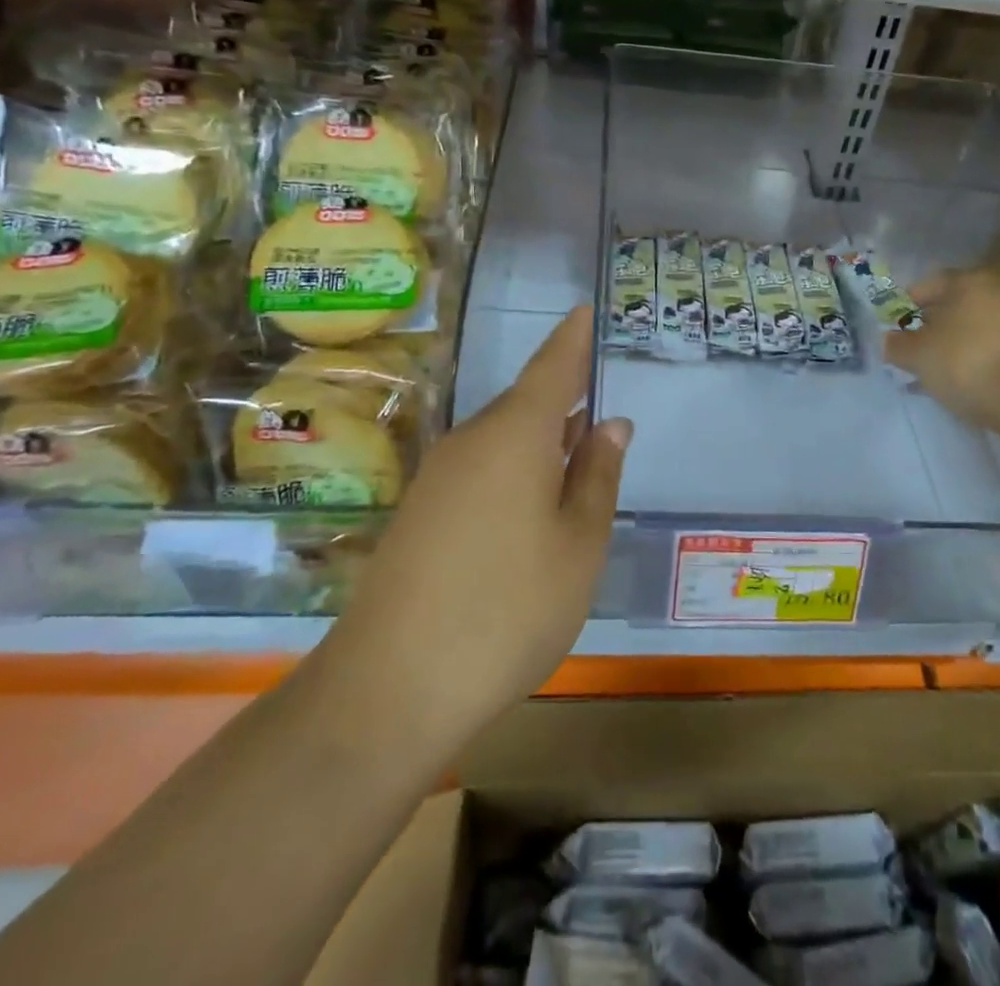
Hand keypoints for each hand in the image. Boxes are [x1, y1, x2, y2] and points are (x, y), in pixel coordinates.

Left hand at [324, 308, 628, 752]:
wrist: (390, 690)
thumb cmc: (509, 608)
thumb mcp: (578, 544)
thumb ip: (597, 476)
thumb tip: (609, 423)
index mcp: (515, 434)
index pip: (552, 367)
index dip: (572, 338)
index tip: (585, 310)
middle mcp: (471, 441)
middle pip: (525, 403)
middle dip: (564, 399)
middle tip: (600, 404)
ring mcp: (439, 477)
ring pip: (502, 438)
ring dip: (541, 439)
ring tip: (577, 455)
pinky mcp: (421, 512)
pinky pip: (480, 468)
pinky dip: (514, 469)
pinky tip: (531, 504)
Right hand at [884, 268, 999, 431]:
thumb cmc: (964, 361)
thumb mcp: (917, 354)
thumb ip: (896, 345)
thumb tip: (888, 341)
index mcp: (970, 280)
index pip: (930, 284)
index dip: (906, 304)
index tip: (892, 327)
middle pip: (955, 305)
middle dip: (931, 326)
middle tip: (911, 349)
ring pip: (974, 329)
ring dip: (953, 346)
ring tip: (933, 371)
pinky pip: (992, 348)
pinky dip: (974, 360)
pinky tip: (960, 381)